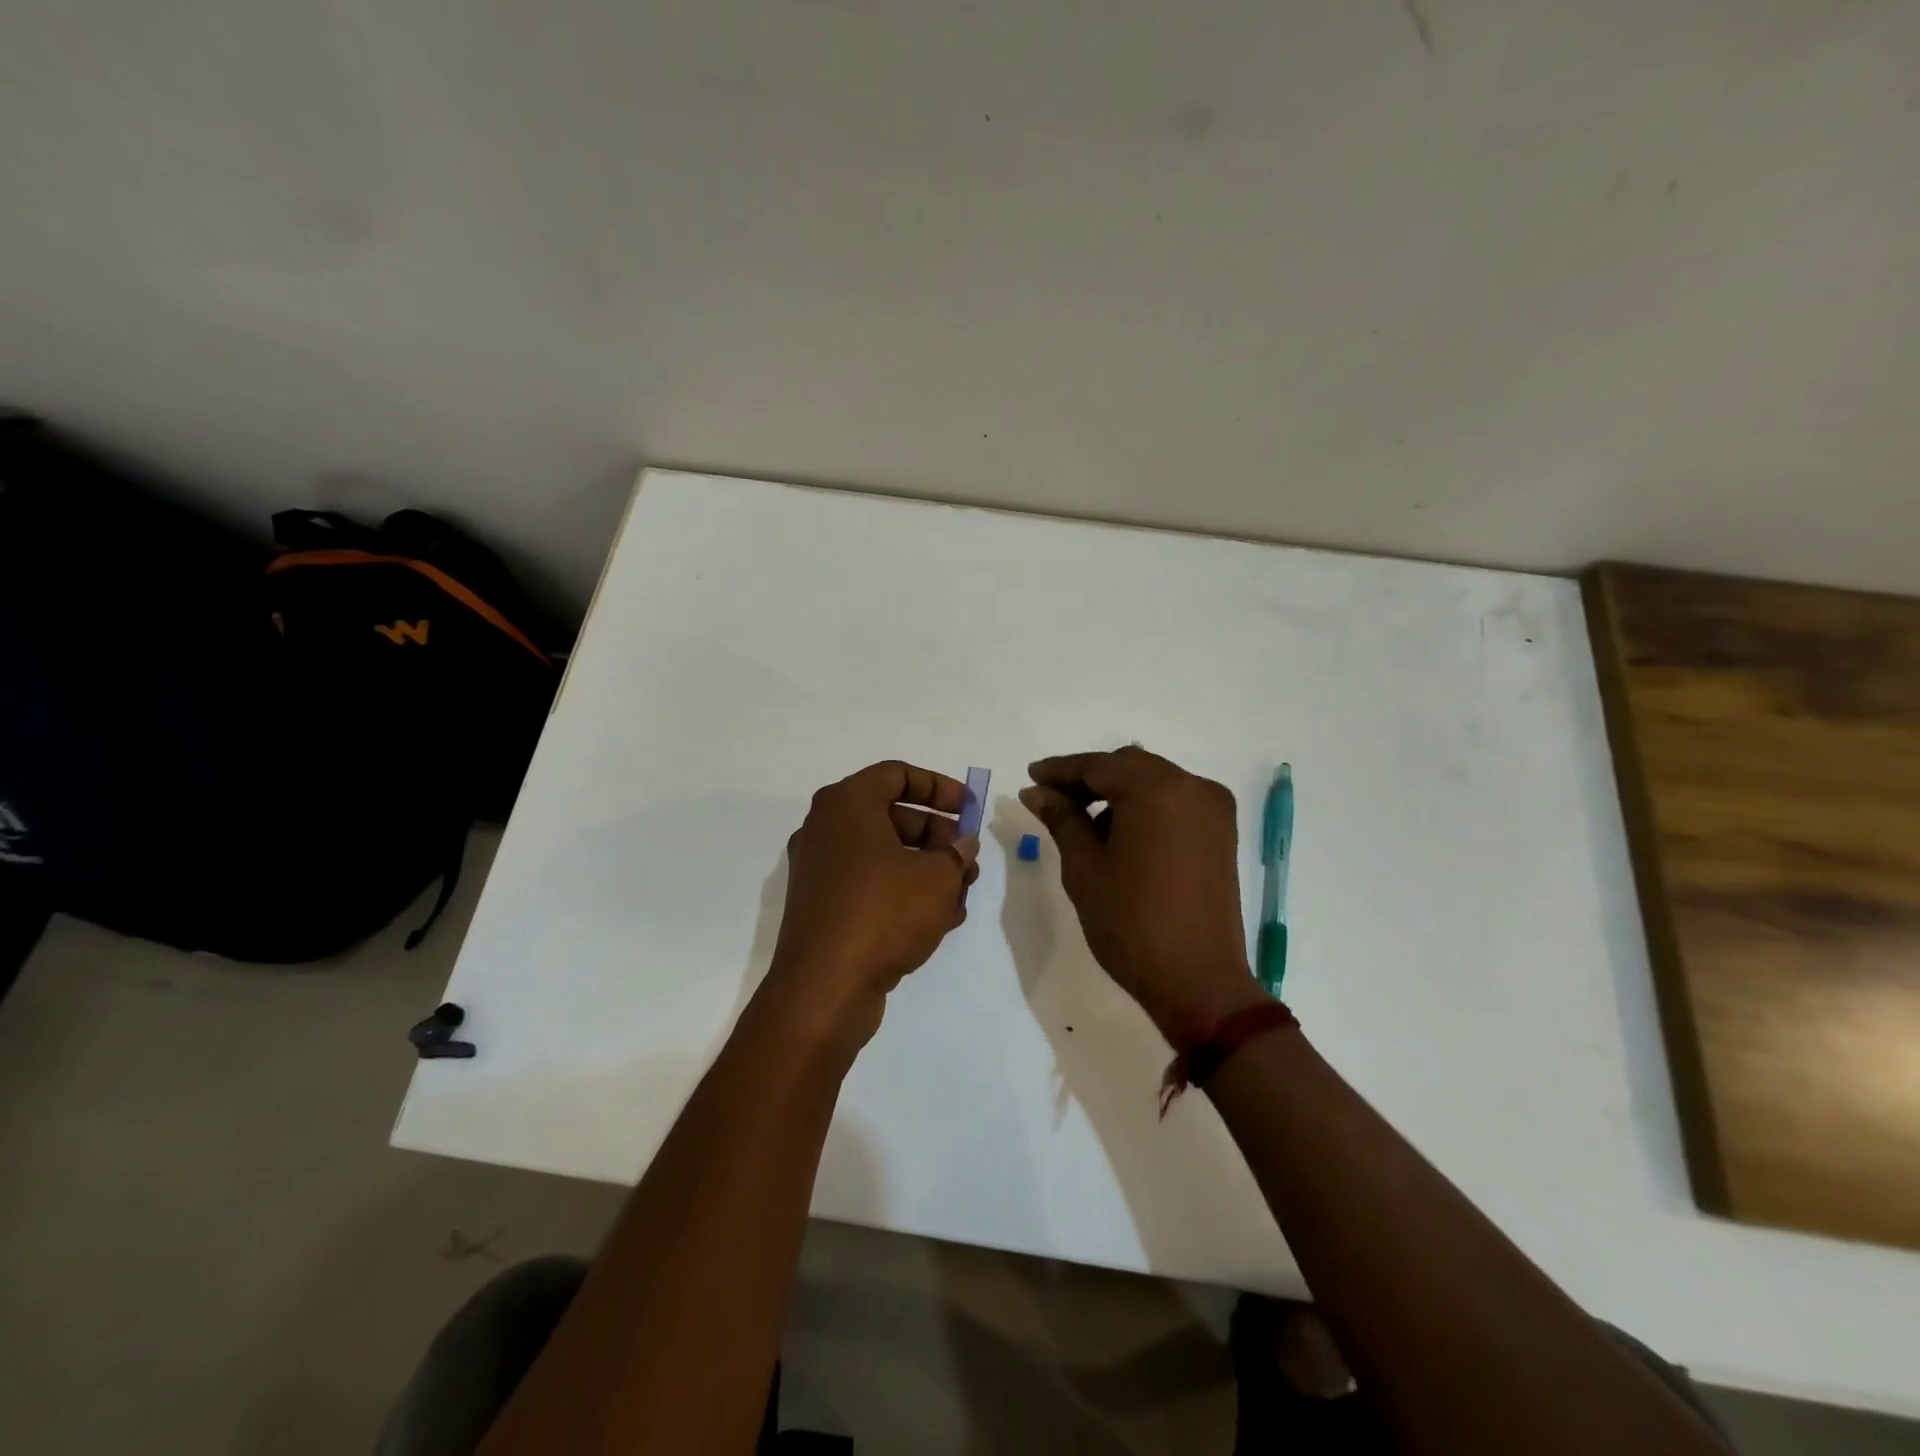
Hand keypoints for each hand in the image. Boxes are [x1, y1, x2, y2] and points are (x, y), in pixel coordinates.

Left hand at [764, 760, 979, 1049]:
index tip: (970, 809)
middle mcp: (826, 829)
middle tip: (968, 861)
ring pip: (885, 854)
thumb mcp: (937, 877)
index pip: (897, 774)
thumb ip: (956, 853)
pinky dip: (903, 892)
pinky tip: (939, 919)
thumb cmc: (883, 913)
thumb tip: (960, 846)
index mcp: (846, 804)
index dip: (940, 787)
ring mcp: (821, 869)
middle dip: (939, 836)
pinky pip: (871, 884)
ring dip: (927, 869)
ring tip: (961, 895)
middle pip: (893, 816)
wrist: (824, 988)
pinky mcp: (823, 906)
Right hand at [1021, 746, 1267, 1038]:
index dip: (1060, 770)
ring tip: (1082, 824)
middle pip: (1129, 766)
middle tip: (1051, 800)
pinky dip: (1144, 807)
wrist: (1198, 981)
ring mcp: (1213, 808)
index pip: (1098, 765)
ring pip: (1153, 781)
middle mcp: (1192, 787)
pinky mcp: (1222, 832)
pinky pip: (1175, 801)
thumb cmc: (1130, 923)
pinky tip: (1119, 835)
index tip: (1031, 778)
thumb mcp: (1084, 868)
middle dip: (1088, 779)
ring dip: (1117, 793)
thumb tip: (1036, 791)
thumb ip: (1062, 819)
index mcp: (1156, 790)